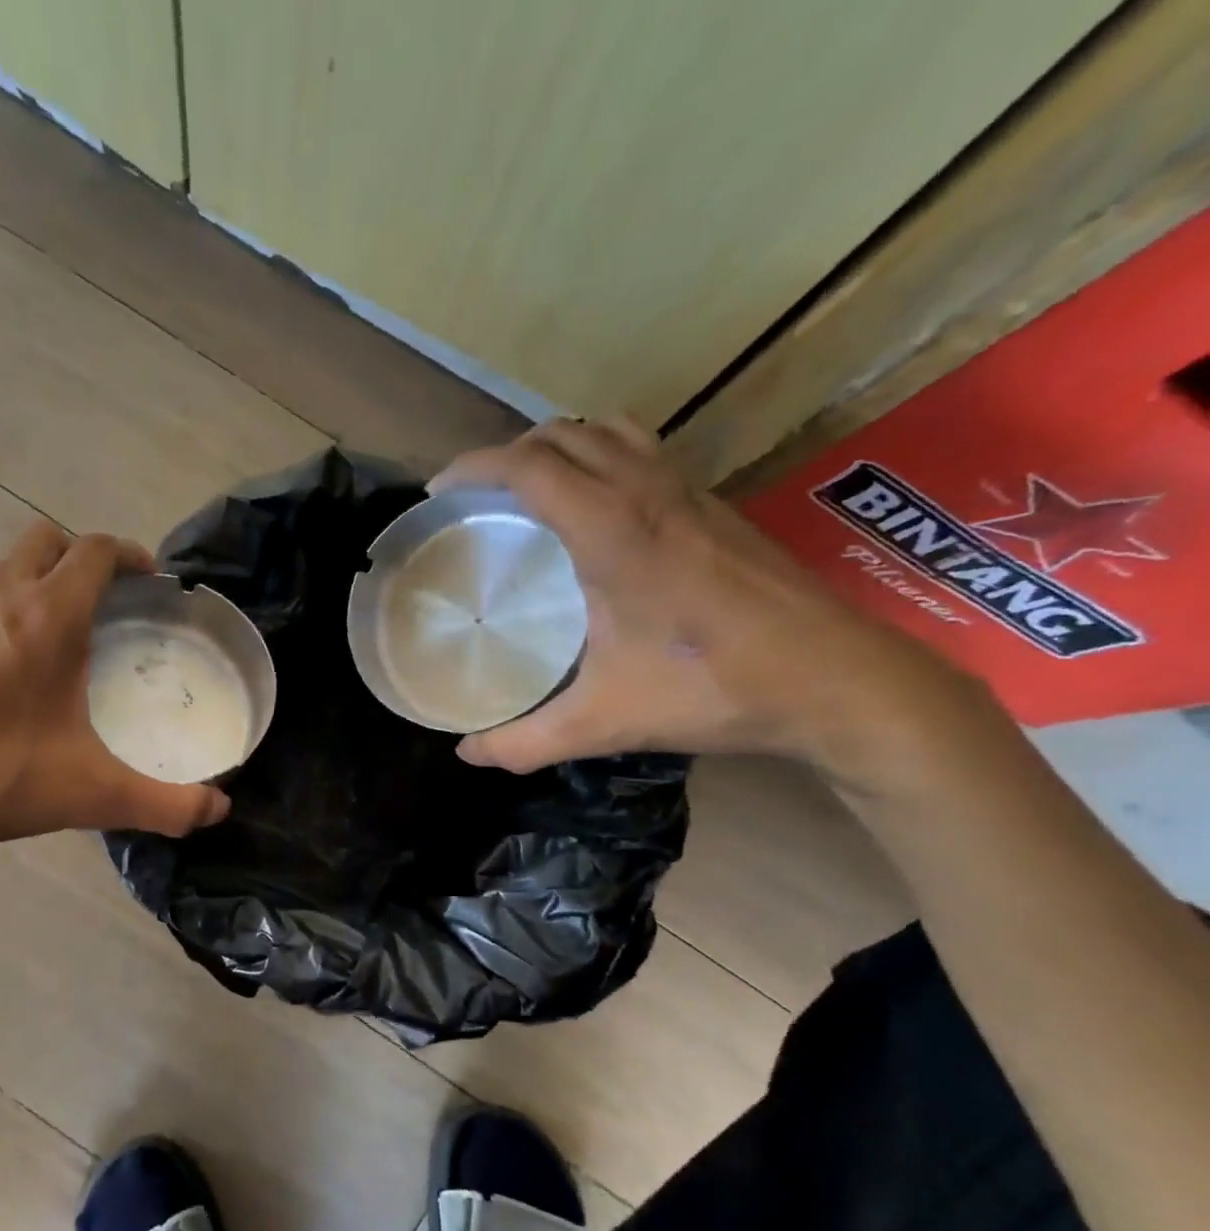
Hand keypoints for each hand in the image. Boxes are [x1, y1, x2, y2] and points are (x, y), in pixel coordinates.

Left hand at [0, 523, 229, 884]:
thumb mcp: (91, 794)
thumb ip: (165, 803)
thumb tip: (218, 811)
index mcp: (45, 617)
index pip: (95, 551)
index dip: (131, 554)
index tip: (153, 580)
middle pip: (47, 539)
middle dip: (85, 556)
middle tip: (113, 599)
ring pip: (8, 565)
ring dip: (44, 577)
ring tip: (70, 628)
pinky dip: (10, 605)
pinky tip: (17, 666)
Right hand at [431, 419, 988, 782]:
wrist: (838, 680)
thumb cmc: (714, 688)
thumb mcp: (606, 722)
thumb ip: (526, 741)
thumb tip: (467, 753)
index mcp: (612, 530)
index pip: (529, 465)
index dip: (473, 467)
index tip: (438, 491)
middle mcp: (648, 492)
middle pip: (563, 434)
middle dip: (508, 452)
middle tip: (476, 497)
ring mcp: (688, 492)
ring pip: (609, 431)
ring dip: (558, 445)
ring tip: (529, 490)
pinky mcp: (716, 506)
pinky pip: (642, 452)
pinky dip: (600, 458)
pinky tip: (595, 514)